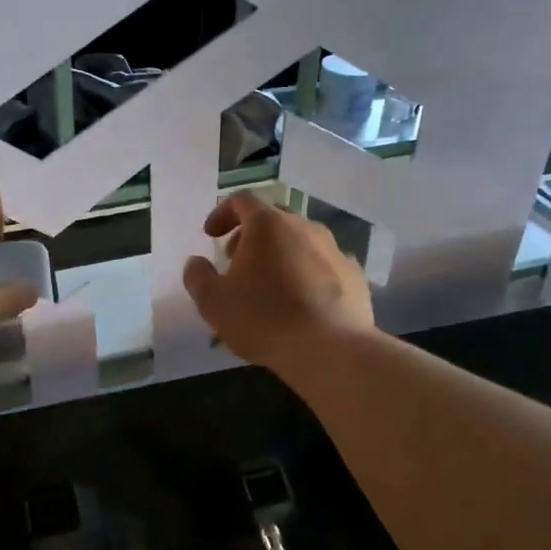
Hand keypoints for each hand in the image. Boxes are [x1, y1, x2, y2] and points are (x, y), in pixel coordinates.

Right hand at [182, 194, 372, 369]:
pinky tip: (302, 301)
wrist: (329, 349)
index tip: (210, 235)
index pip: (241, 200)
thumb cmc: (263, 318)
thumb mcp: (213, 302)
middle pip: (273, 218)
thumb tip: (196, 263)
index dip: (222, 213)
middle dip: (251, 235)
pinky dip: (308, 274)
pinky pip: (324, 264)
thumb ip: (197, 276)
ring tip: (270, 285)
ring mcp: (334, 249)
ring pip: (301, 240)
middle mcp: (304, 226)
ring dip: (281, 254)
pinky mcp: (354, 274)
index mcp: (268, 224)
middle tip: (237, 262)